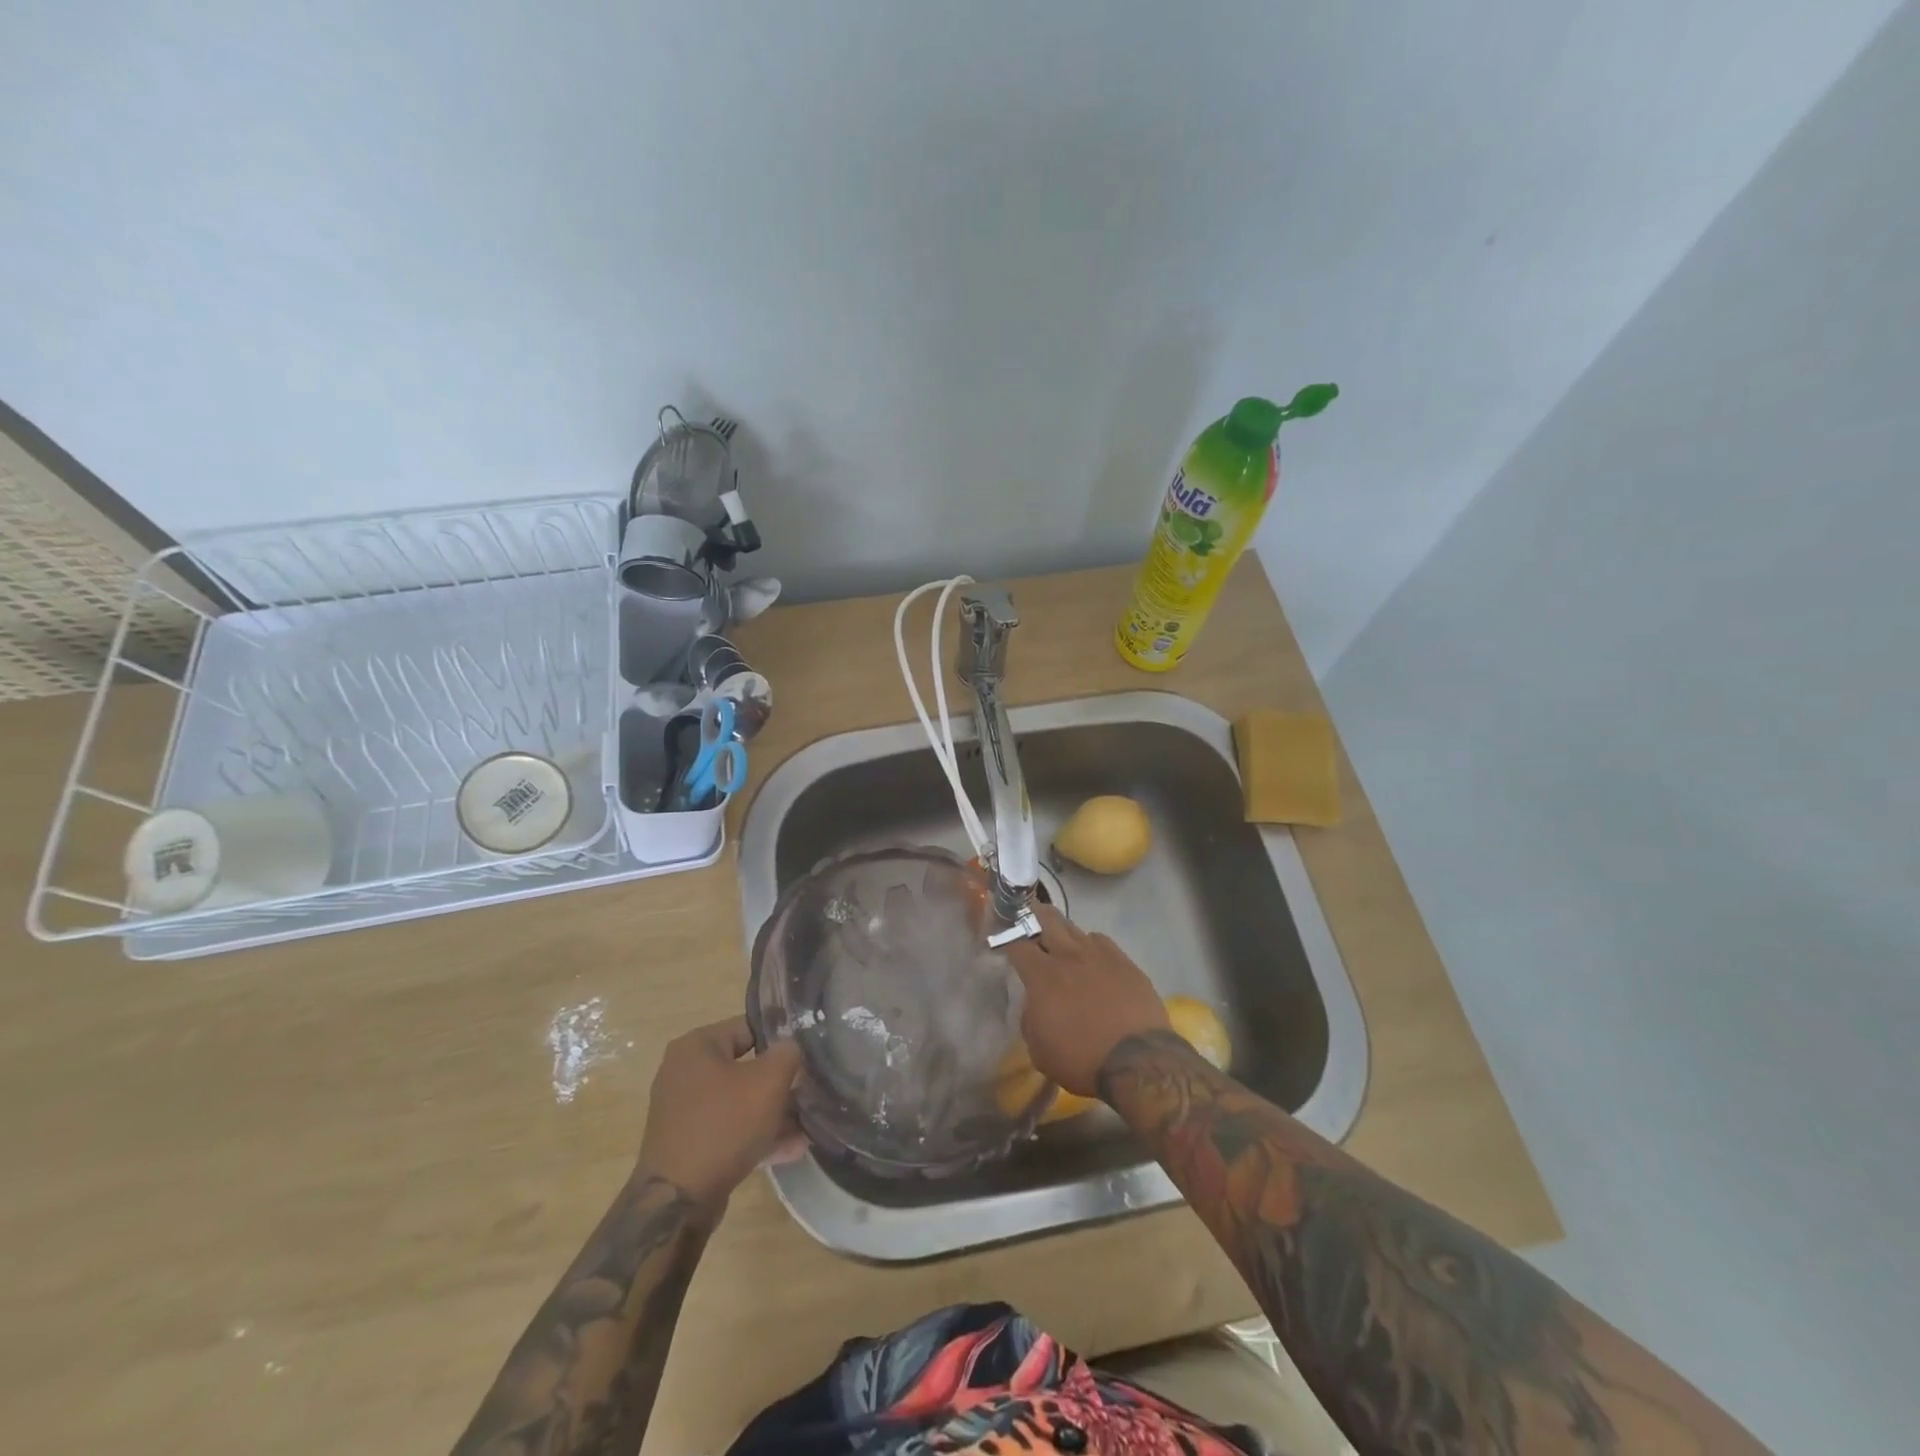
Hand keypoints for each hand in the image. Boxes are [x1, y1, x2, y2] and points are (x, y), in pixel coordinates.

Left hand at [637, 1017, 803, 1210]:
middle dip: (780, 1082)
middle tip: (810, 1089)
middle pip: (745, 1066)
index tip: (808, 1054)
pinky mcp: (688, 1144)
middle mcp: (684, 1073)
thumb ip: (787, 1053)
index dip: (782, 1039)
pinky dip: (756, 1135)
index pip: (749, 1027)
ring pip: (739, 1102)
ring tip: (808, 1124)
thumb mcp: (768, 1081)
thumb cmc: (724, 1125)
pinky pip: (729, 1129)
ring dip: (773, 1112)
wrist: (677, 1201)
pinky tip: (791, 1148)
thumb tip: (791, 1047)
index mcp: (696, 1046)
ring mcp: (684, 1111)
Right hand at [1005, 905, 1168, 1097]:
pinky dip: (1092, 944)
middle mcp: (1069, 956)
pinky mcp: (1125, 962)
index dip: (1008, 940)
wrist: (1138, 1061)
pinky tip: (1093, 957)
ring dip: (1064, 930)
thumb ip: (1030, 1019)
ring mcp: (1100, 955)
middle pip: (1048, 919)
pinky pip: (1102, 941)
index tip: (1006, 942)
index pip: (1017, 944)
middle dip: (1034, 914)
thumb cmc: (1081, 1059)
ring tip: (1061, 937)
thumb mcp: (1039, 1050)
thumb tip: (1034, 1004)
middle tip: (1030, 914)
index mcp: (1042, 975)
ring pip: (1076, 928)